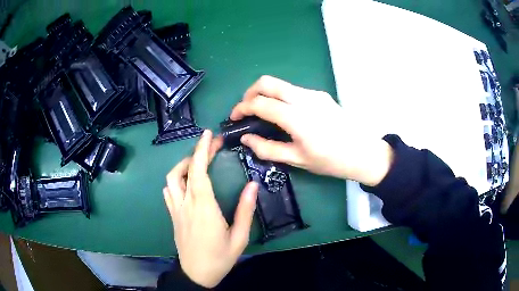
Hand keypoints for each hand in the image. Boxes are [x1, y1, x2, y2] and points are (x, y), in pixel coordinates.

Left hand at [163, 130, 258, 287]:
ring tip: (198, 161)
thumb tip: (252, 185)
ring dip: (184, 164)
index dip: (202, 151)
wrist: (197, 274)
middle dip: (197, 152)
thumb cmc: (220, 257)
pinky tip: (187, 181)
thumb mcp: (239, 238)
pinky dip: (176, 179)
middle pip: (185, 171)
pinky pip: (169, 191)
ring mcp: (176, 210)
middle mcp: (186, 205)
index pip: (199, 172)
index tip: (209, 135)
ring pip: (172, 178)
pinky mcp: (173, 216)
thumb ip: (245, 211)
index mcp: (203, 208)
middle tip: (212, 144)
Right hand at [230, 75, 392, 185]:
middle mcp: (303, 98)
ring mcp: (313, 94)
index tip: (234, 117)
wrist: (363, 153)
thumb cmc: (331, 161)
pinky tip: (285, 114)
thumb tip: (246, 138)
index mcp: (296, 117)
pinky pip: (293, 90)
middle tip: (246, 109)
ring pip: (280, 84)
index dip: (242, 107)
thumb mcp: (297, 160)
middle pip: (267, 82)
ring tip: (263, 113)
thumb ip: (267, 148)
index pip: (260, 103)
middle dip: (250, 92)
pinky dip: (281, 97)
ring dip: (266, 94)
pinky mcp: (320, 94)